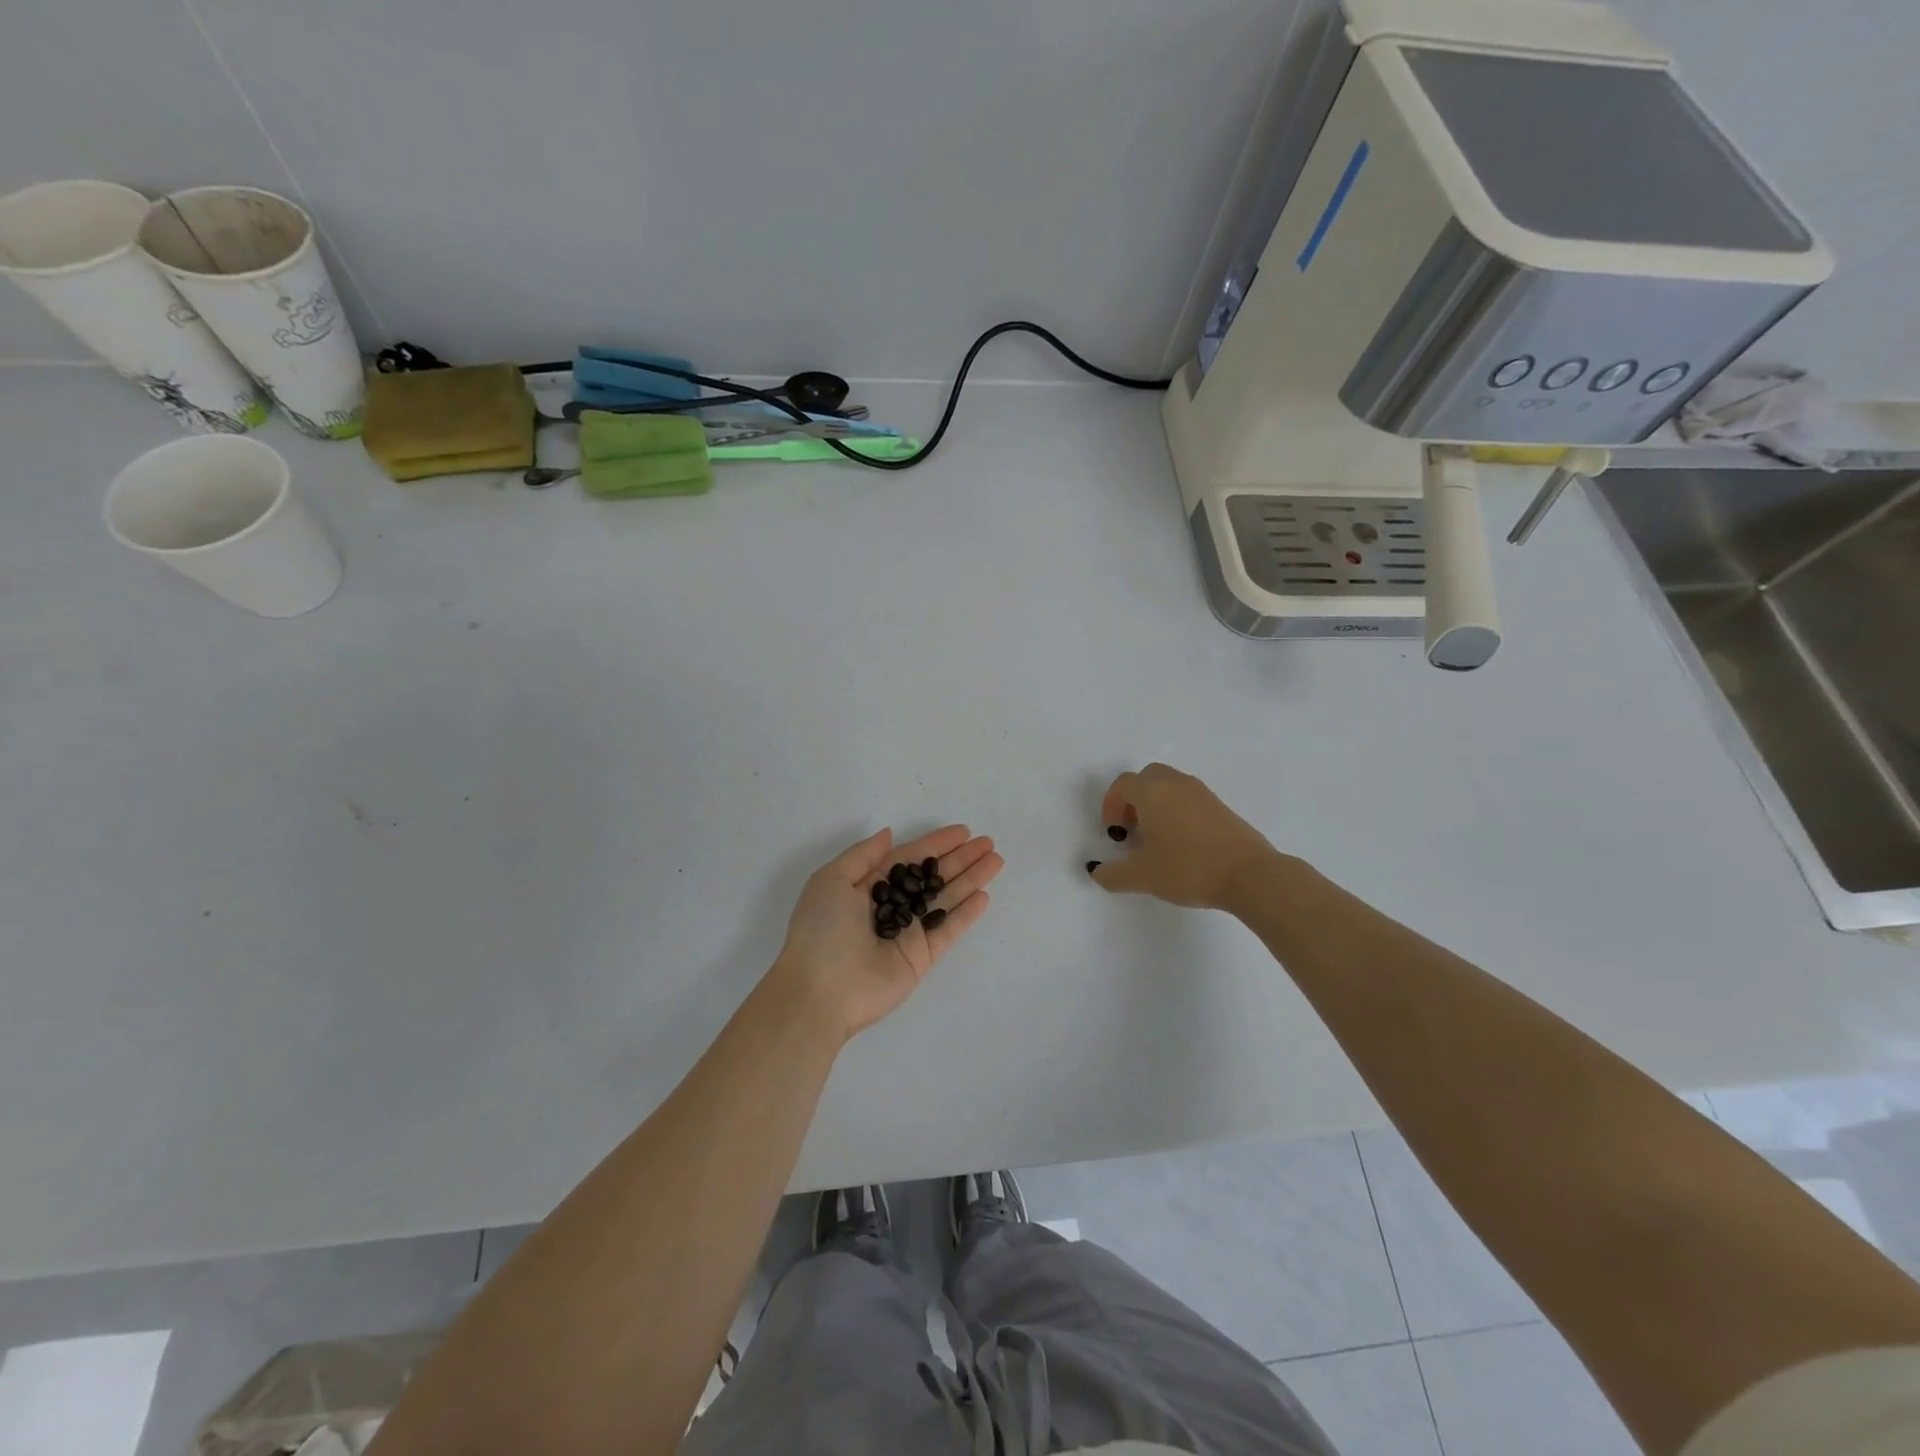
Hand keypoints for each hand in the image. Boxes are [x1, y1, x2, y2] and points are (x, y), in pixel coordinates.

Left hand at [774, 825, 1002, 1040]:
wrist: (818, 990)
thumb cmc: (821, 929)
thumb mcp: (831, 880)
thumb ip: (863, 855)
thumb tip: (889, 834)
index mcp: (867, 886)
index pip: (909, 859)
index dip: (935, 844)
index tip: (963, 832)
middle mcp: (891, 906)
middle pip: (932, 877)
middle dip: (960, 859)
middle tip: (988, 843)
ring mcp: (908, 932)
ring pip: (945, 900)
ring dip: (970, 880)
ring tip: (996, 861)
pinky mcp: (920, 958)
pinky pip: (947, 930)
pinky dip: (966, 914)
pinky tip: (984, 896)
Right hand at [1090, 763, 1280, 910]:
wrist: (1249, 874)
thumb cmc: (1188, 868)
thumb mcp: (1142, 876)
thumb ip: (1113, 874)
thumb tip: (1098, 872)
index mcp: (1152, 792)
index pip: (1123, 784)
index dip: (1111, 805)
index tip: (1114, 832)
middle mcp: (1176, 784)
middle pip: (1147, 777)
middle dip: (1133, 798)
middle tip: (1132, 828)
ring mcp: (1202, 793)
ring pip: (1170, 785)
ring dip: (1156, 803)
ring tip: (1156, 837)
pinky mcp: (1221, 807)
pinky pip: (1189, 798)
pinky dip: (1177, 810)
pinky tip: (1182, 843)